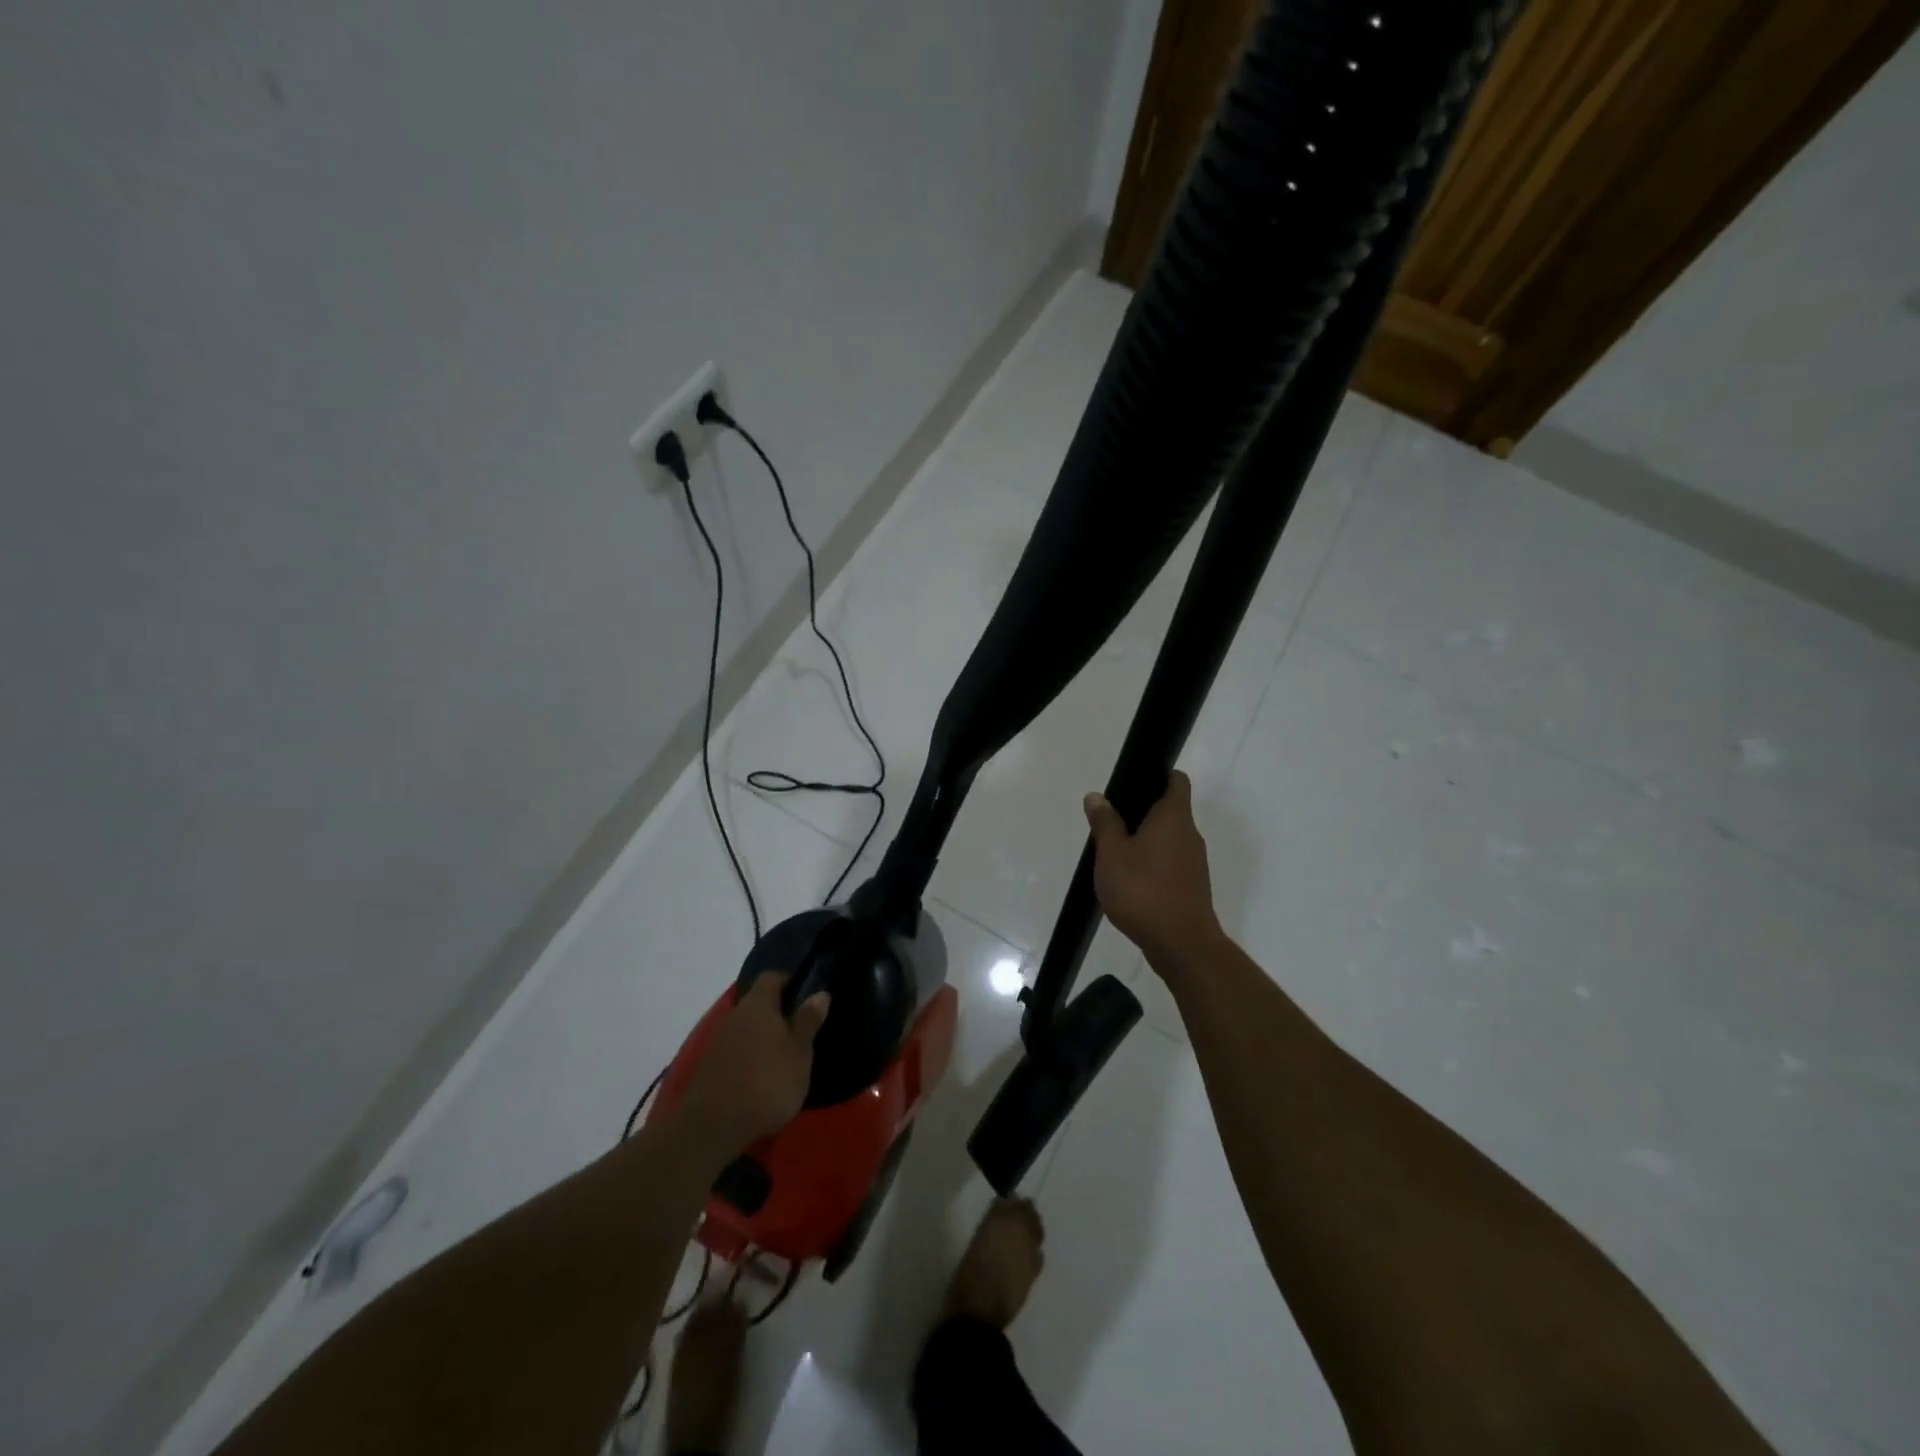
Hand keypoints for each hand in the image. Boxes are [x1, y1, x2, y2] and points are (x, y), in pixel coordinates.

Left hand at [680, 973, 829, 1152]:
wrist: (712, 1126)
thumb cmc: (766, 1082)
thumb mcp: (799, 1052)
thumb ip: (808, 1021)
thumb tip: (820, 993)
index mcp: (758, 1003)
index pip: (773, 976)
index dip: (791, 981)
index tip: (807, 995)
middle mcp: (735, 1013)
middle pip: (758, 1002)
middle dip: (778, 1012)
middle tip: (800, 1030)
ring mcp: (718, 1039)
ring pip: (746, 1027)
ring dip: (763, 1036)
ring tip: (783, 1057)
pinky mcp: (709, 1065)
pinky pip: (735, 1048)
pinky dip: (749, 1055)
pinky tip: (761, 1076)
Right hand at [1084, 771, 1222, 967]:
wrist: (1181, 945)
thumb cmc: (1143, 891)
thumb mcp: (1112, 854)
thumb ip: (1105, 823)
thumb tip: (1096, 796)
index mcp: (1174, 817)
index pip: (1176, 780)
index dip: (1157, 776)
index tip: (1132, 784)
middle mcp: (1190, 834)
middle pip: (1169, 810)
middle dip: (1142, 812)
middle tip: (1110, 822)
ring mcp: (1194, 862)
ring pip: (1169, 838)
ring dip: (1145, 841)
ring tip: (1115, 853)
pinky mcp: (1192, 886)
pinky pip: (1170, 862)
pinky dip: (1152, 863)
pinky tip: (1129, 880)